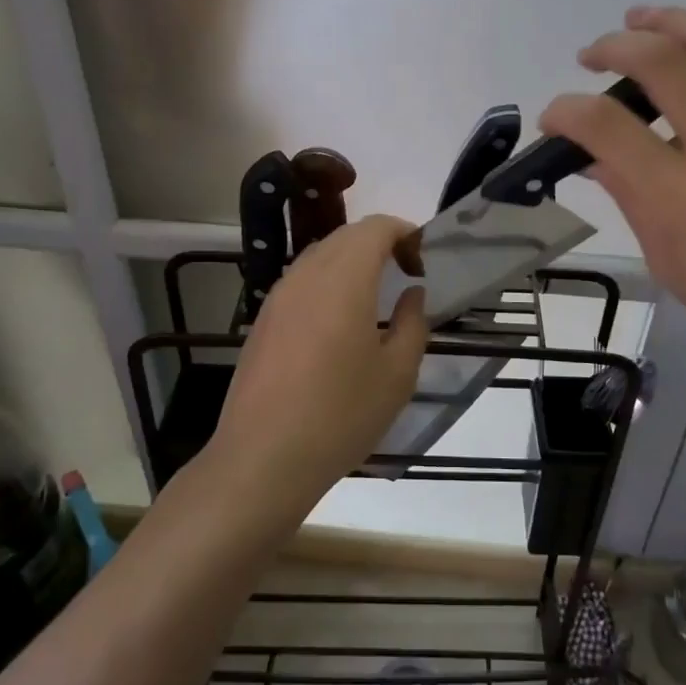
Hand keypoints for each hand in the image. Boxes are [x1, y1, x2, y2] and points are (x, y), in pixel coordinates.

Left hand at [207, 215, 427, 519]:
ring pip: (320, 255)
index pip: (376, 227)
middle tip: (405, 276)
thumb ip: (413, 323)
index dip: (405, 233)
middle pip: (347, 236)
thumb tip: (411, 293)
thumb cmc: (340, 414)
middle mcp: (307, 274)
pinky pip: (301, 280)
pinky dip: (328, 282)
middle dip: (381, 244)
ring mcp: (279, 295)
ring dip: (352, 262)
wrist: (263, 458)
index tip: (422, 264)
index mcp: (344, 278)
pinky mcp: (263, 319)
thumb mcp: (397, 374)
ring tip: (374, 299)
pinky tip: (338, 324)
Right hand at [540, 0, 685, 379]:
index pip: (603, 126)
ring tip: (642, 17)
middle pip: (661, 64)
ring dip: (674, 20)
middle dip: (614, 46)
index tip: (555, 118)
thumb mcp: (662, 255)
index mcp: (678, 194)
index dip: (565, 111)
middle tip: (594, 55)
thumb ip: (625, 193)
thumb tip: (590, 154)